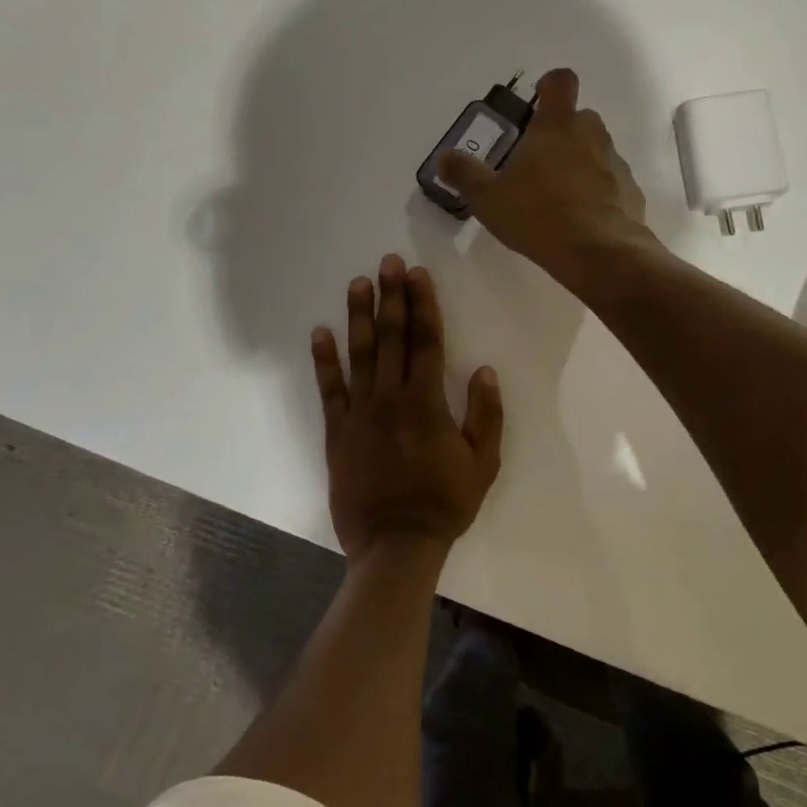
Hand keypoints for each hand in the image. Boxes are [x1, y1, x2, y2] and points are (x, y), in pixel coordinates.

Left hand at [311, 254, 503, 566]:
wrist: (396, 544)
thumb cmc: (445, 503)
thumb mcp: (482, 464)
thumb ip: (486, 415)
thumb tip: (484, 371)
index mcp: (427, 402)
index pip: (426, 341)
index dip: (423, 305)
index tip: (418, 275)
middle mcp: (391, 398)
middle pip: (392, 338)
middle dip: (392, 297)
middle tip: (389, 262)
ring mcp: (360, 413)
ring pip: (359, 355)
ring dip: (359, 316)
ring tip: (358, 283)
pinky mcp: (337, 432)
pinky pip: (329, 390)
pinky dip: (324, 360)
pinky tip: (320, 332)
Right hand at [436, 68, 650, 287]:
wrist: (599, 253)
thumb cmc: (538, 216)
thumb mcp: (488, 198)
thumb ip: (465, 174)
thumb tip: (444, 157)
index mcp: (556, 127)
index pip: (560, 82)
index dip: (550, 85)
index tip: (538, 100)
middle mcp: (591, 136)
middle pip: (581, 118)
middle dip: (563, 131)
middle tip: (540, 161)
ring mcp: (616, 164)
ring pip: (598, 151)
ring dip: (582, 163)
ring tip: (560, 196)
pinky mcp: (631, 193)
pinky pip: (613, 183)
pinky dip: (600, 192)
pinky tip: (583, 219)